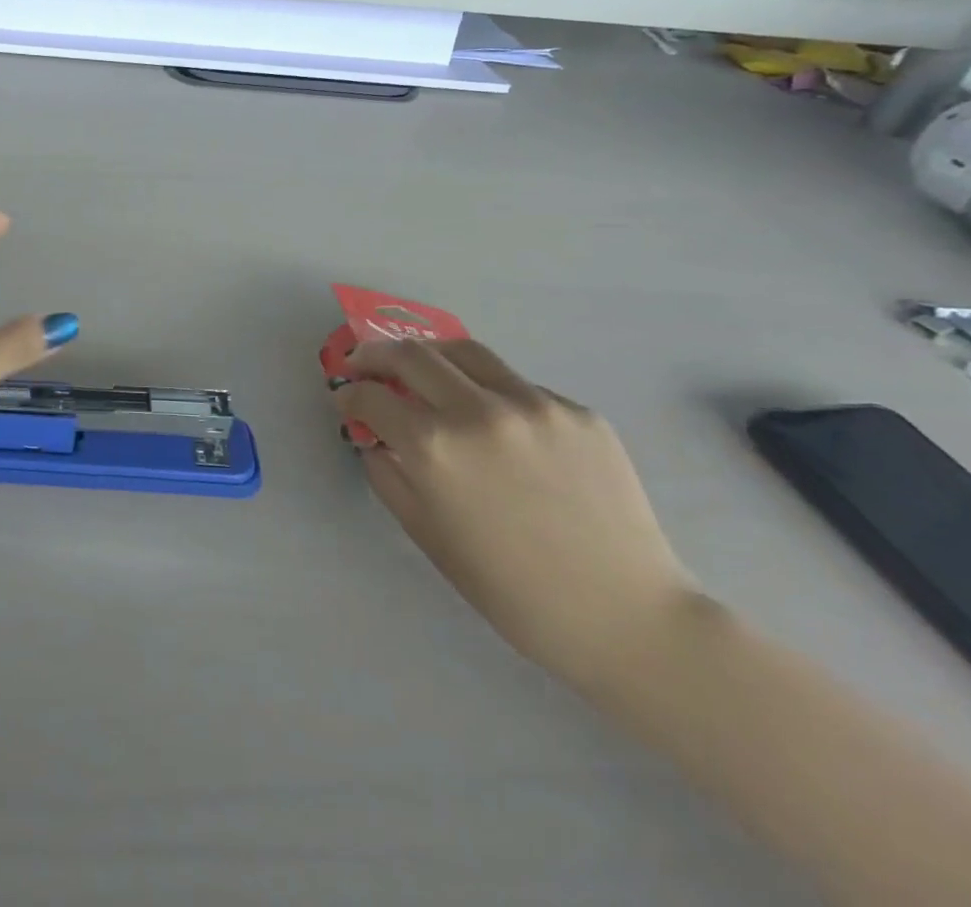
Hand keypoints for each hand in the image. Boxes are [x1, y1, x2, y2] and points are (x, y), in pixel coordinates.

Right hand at [332, 339, 697, 685]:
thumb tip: (374, 436)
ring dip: (429, 355)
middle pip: (410, 354)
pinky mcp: (577, 412)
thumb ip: (387, 473)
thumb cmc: (510, 589)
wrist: (624, 618)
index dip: (349, 394)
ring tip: (422, 369)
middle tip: (365, 364)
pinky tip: (494, 422)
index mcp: (434, 448)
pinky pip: (517, 385)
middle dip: (375, 355)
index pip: (370, 396)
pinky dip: (489, 391)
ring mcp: (533, 406)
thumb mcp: (426, 533)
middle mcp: (478, 412)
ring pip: (464, 352)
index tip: (346, 399)